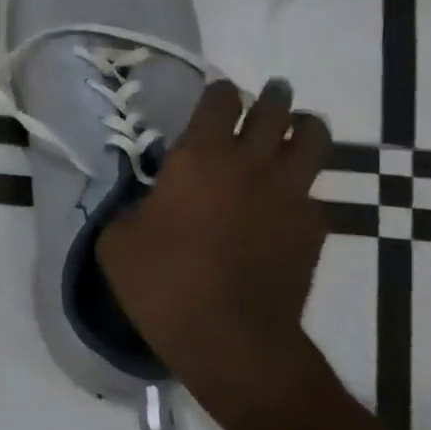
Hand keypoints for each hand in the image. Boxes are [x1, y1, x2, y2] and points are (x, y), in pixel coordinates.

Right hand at [96, 78, 334, 423]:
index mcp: (197, 158)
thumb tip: (142, 200)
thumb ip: (129, 207)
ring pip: (314, 140)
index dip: (219, 93)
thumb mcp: (116, 241)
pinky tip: (286, 204)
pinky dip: (302, 189)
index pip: (219, 102)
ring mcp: (289, 194)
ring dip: (304, 128)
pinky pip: (314, 193)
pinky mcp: (313, 227)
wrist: (229, 336)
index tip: (217, 94)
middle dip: (271, 98)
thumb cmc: (161, 283)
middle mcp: (249, 163)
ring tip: (296, 131)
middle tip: (268, 97)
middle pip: (273, 110)